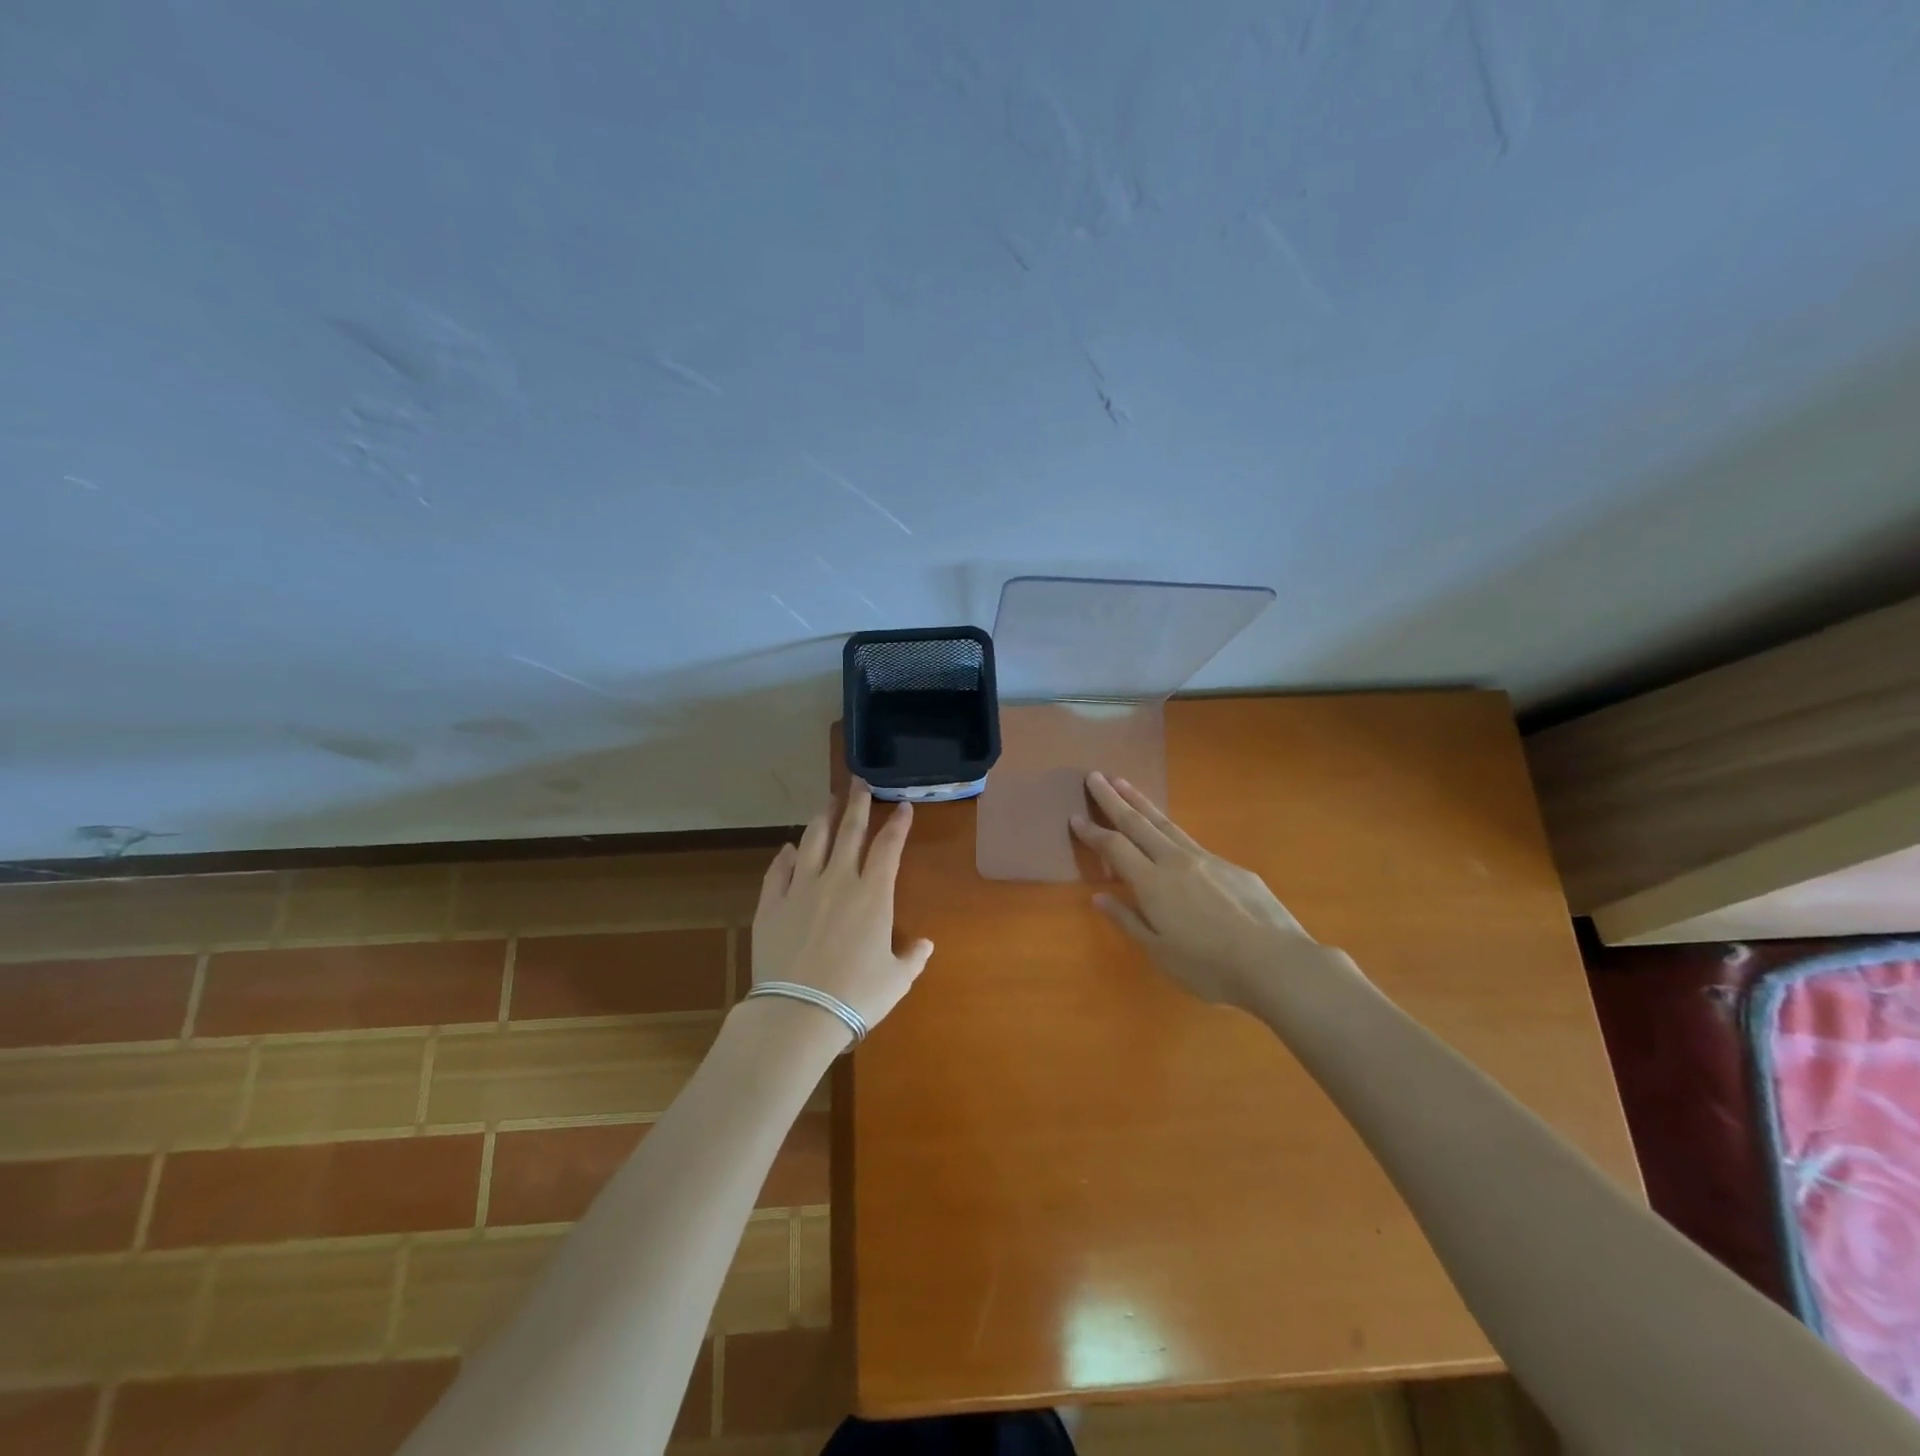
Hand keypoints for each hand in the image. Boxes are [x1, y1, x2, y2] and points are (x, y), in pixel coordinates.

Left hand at [751, 782, 934, 1037]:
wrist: (798, 1013)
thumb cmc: (856, 996)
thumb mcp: (896, 980)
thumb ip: (912, 958)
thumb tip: (924, 944)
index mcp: (873, 895)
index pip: (888, 847)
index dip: (898, 824)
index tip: (903, 806)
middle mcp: (837, 881)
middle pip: (849, 831)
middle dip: (857, 803)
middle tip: (859, 782)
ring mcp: (800, 889)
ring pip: (812, 841)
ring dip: (823, 818)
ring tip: (828, 802)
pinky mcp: (771, 904)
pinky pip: (778, 870)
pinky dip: (785, 856)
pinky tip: (789, 848)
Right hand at [1070, 771, 1334, 1007]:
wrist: (1276, 963)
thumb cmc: (1210, 967)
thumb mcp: (1160, 953)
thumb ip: (1129, 921)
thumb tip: (1100, 896)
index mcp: (1152, 884)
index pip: (1114, 848)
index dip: (1093, 832)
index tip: (1075, 816)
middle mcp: (1175, 861)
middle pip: (1138, 823)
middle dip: (1113, 799)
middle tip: (1095, 775)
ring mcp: (1206, 859)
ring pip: (1166, 824)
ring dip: (1141, 802)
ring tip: (1125, 783)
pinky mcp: (1232, 866)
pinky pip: (1191, 841)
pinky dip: (1171, 829)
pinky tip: (1171, 835)